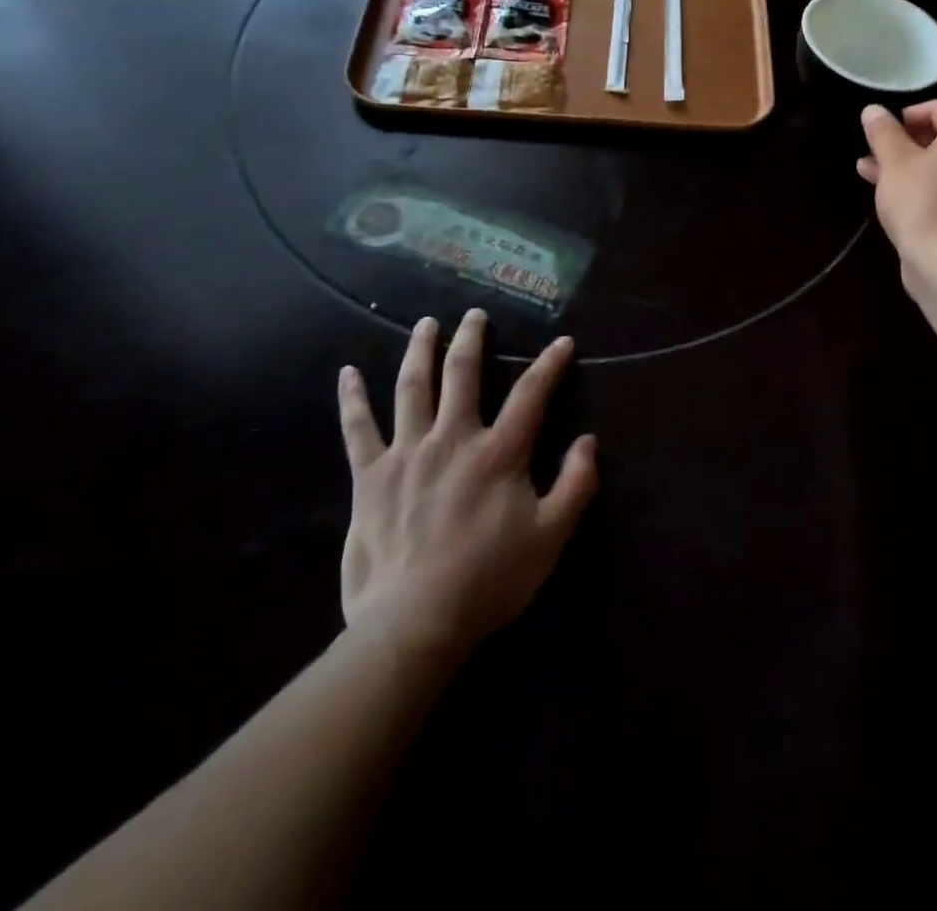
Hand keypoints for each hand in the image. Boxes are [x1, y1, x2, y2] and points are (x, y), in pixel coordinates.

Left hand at [337, 309, 597, 658]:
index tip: (562, 341)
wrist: (416, 621)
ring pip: (412, 388)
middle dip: (471, 339)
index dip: (550, 364)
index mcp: (499, 452)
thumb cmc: (490, 579)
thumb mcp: (551, 536)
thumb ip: (575, 484)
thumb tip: (589, 441)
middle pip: (462, 375)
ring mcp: (407, 453)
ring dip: (419, 351)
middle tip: (474, 314)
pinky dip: (351, 399)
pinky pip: (358, 429)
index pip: (531, 394)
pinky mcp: (370, 476)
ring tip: (425, 324)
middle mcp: (453, 439)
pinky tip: (347, 374)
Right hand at [857, 100, 936, 279]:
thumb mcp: (893, 161)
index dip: (909, 114)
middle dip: (904, 142)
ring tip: (870, 173)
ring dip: (907, 165)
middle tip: (874, 152)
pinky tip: (890, 195)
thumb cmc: (920, 200)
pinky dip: (922, 185)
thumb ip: (883, 131)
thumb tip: (873, 110)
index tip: (883, 131)